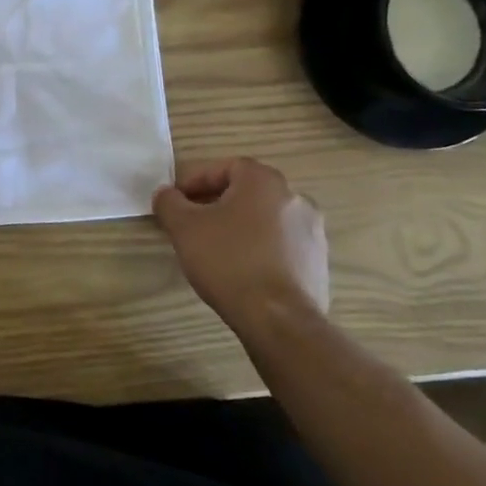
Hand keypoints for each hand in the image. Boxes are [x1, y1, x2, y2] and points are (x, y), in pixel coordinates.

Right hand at [152, 158, 329, 331]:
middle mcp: (295, 199)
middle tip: (192, 222)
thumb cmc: (227, 260)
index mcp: (264, 182)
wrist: (279, 319)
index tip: (178, 200)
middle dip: (217, 203)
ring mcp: (313, 232)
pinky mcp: (318, 263)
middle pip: (247, 192)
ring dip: (239, 226)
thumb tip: (166, 194)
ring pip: (265, 219)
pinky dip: (259, 248)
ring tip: (215, 248)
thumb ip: (169, 202)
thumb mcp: (183, 227)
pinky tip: (240, 270)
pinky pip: (281, 244)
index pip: (226, 167)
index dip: (197, 180)